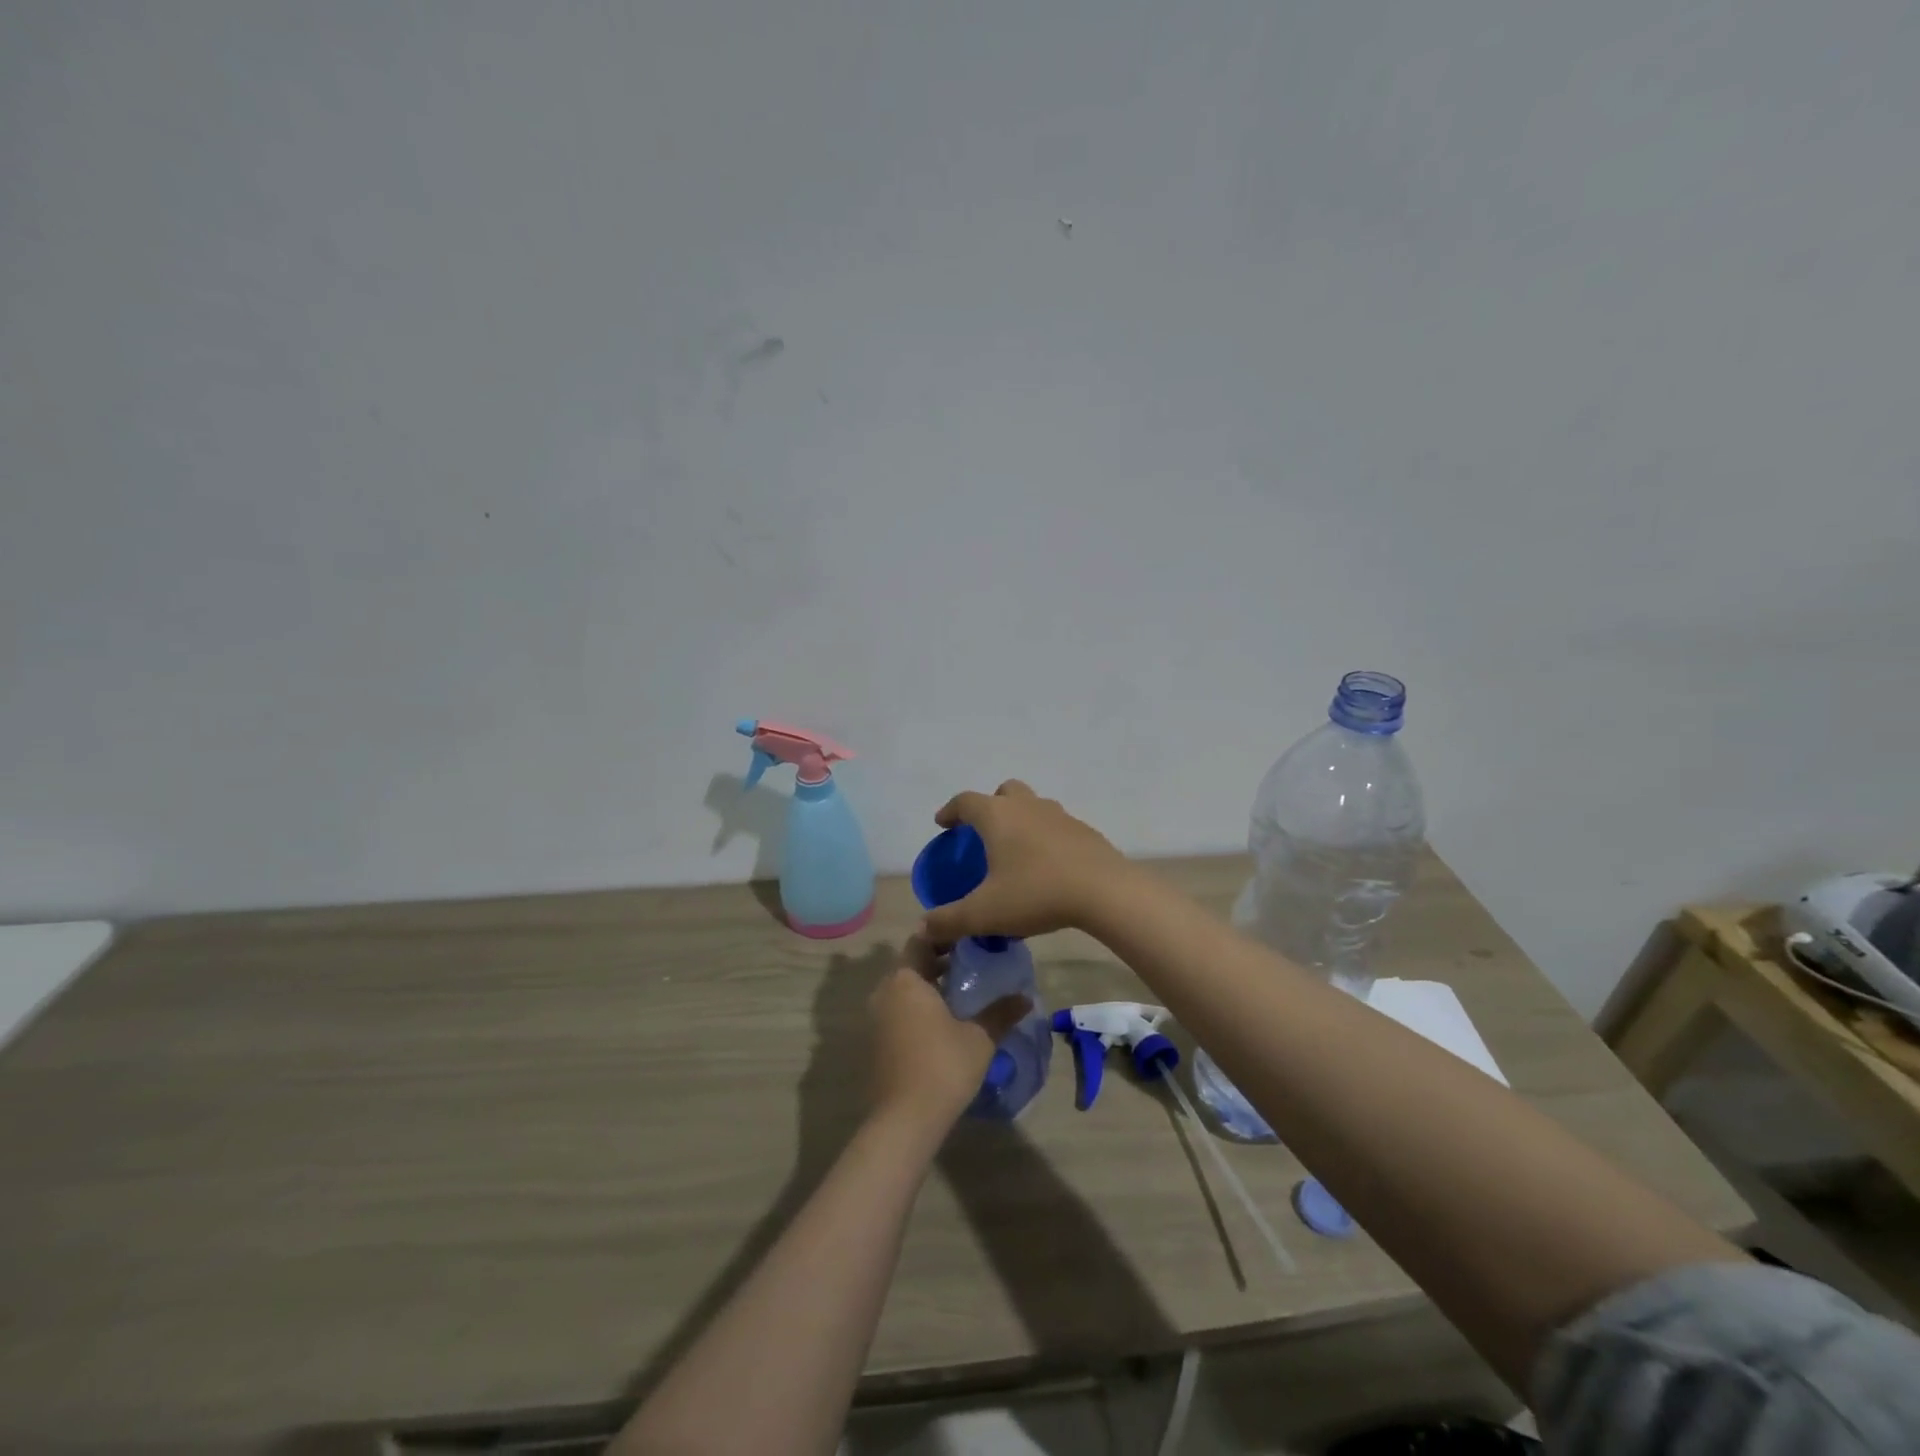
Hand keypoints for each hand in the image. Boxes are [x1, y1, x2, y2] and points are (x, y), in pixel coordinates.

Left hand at [867, 937, 1029, 1131]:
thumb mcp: (980, 1038)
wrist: (904, 1120)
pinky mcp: (876, 1040)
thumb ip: (1001, 1013)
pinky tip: (944, 1020)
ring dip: (928, 985)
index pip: (920, 940)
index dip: (943, 935)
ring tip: (962, 990)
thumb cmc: (943, 1067)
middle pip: (911, 964)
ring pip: (904, 988)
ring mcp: (876, 1017)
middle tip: (971, 961)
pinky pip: (898, 1009)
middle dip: (938, 960)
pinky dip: (918, 1006)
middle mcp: (885, 991)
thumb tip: (1026, 998)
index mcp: (906, 980)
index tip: (968, 936)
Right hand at [922, 781, 1136, 942]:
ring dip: (1020, 820)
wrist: (1104, 891)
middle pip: (1004, 792)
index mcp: (997, 816)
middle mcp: (1027, 806)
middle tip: (983, 833)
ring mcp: (1059, 815)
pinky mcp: (1084, 831)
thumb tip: (922, 928)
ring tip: (1016, 851)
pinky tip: (1047, 866)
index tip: (943, 825)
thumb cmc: (1036, 893)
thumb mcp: (985, 913)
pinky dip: (1045, 837)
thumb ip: (949, 920)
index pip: (965, 801)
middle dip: (990, 806)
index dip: (950, 811)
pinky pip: (1056, 826)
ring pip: (1033, 806)